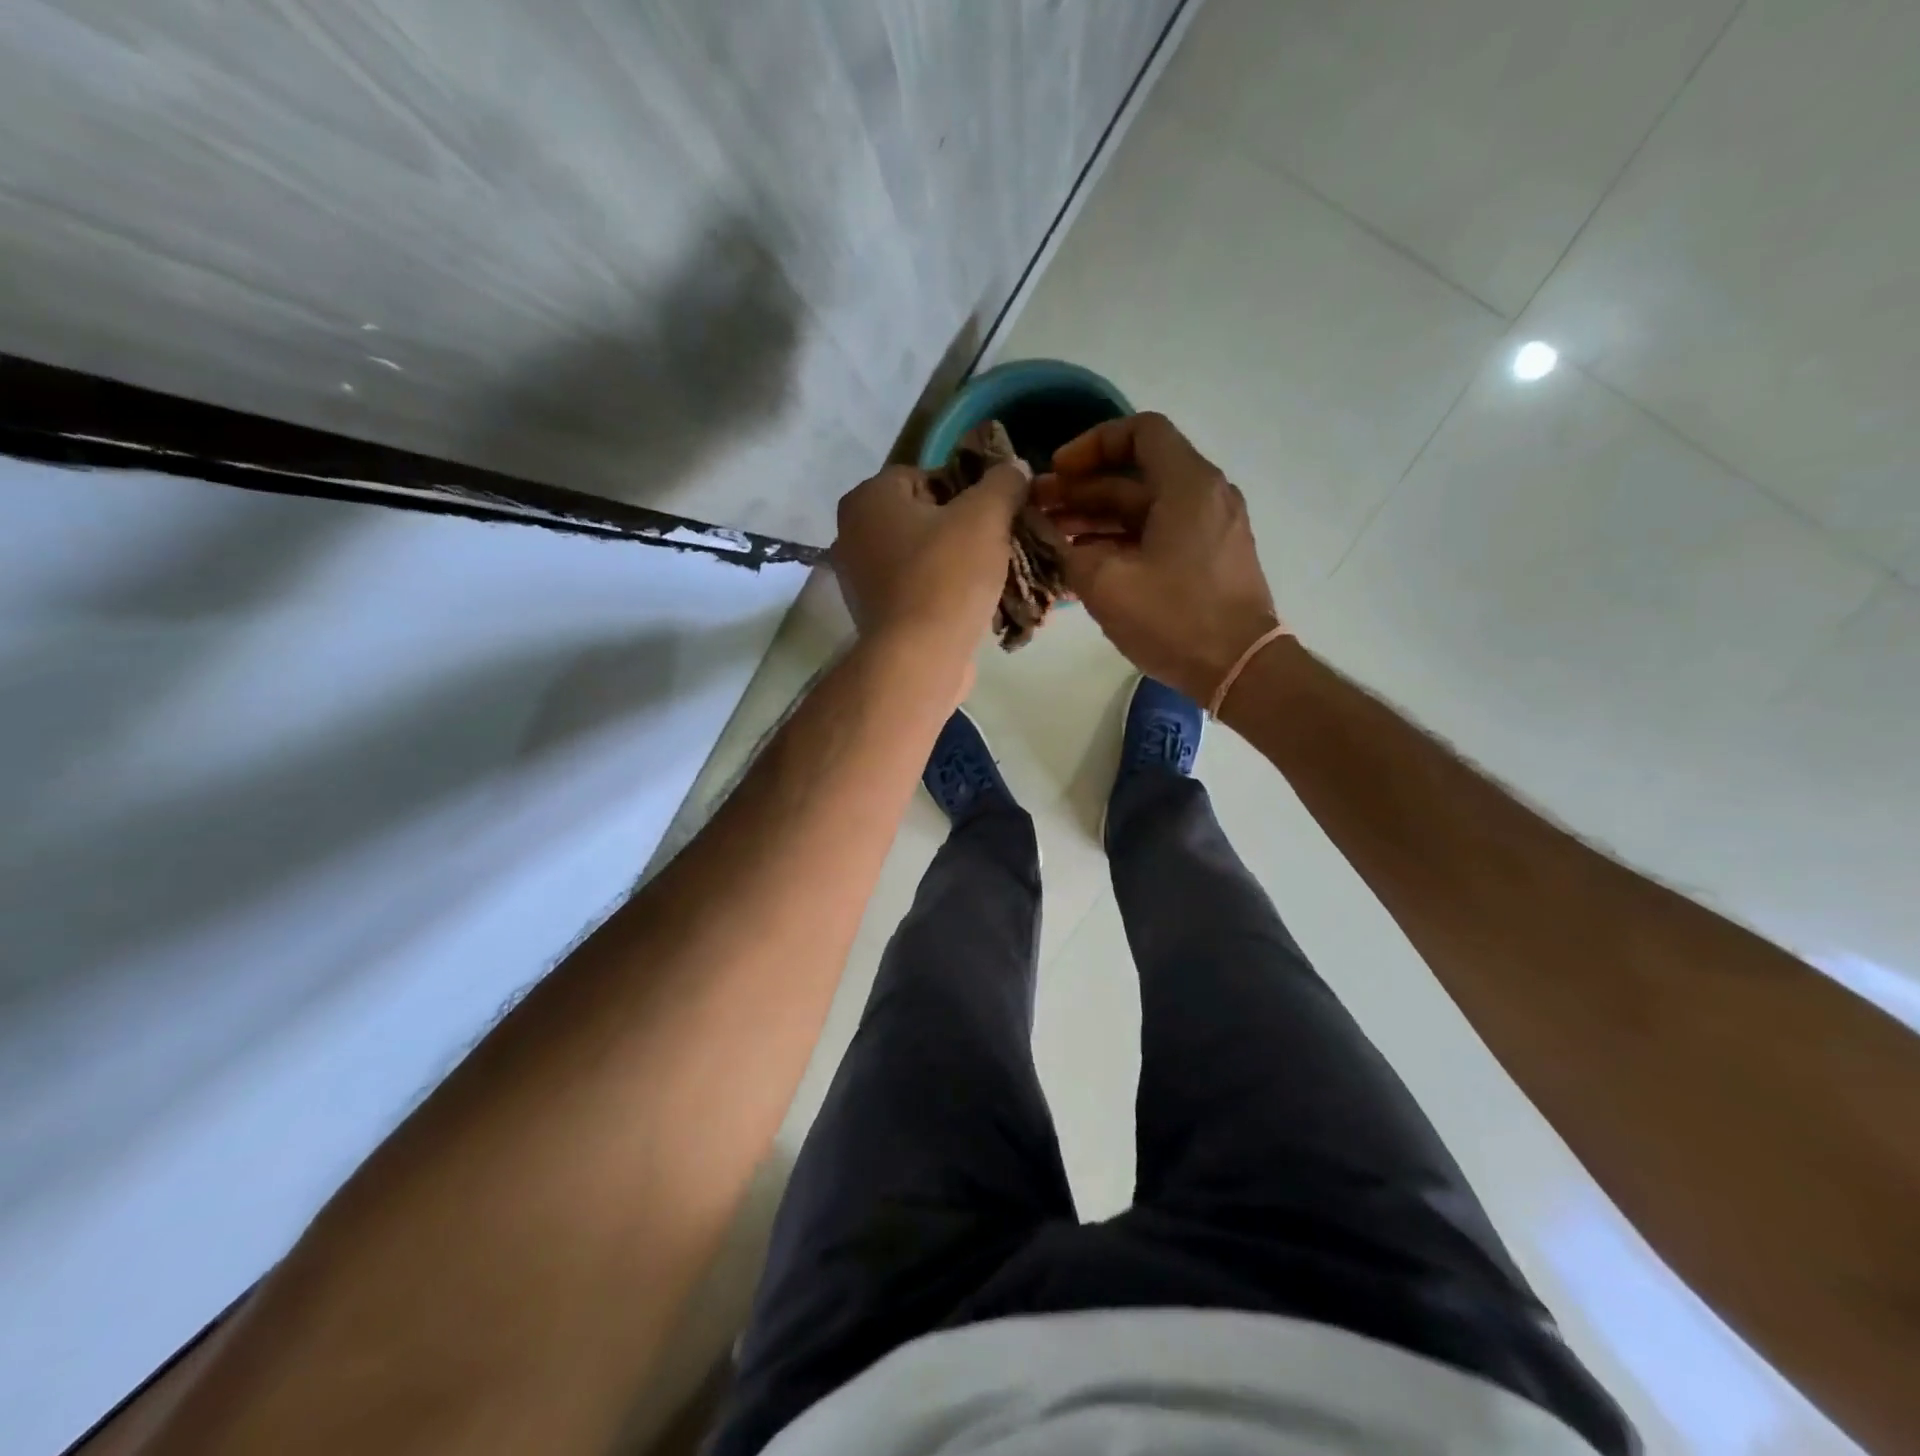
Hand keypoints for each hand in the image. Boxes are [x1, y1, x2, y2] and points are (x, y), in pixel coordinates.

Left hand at [832, 458, 1028, 669]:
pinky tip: (973, 604)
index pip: (924, 475)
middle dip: (963, 527)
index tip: (995, 511)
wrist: (919, 658)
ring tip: (993, 574)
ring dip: (956, 562)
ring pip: (922, 556)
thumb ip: (1003, 483)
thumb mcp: (986, 517)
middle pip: (923, 517)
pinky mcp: (876, 615)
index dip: (966, 489)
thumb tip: (1014, 467)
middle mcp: (853, 534)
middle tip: (999, 542)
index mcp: (868, 498)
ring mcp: (860, 578)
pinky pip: (917, 589)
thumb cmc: (946, 576)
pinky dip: (943, 592)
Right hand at [1034, 412, 1280, 702]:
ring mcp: (1209, 530)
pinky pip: (1158, 536)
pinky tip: (1084, 564)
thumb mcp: (1107, 584)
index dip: (1091, 444)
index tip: (1058, 472)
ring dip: (1096, 519)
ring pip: (1144, 509)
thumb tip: (1049, 535)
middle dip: (1082, 489)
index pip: (1139, 431)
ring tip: (1052, 539)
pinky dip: (1120, 541)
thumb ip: (1068, 550)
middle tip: (1037, 510)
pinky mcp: (1208, 560)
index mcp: (1187, 485)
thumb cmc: (1175, 619)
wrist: (1240, 670)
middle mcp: (1204, 496)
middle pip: (1135, 475)